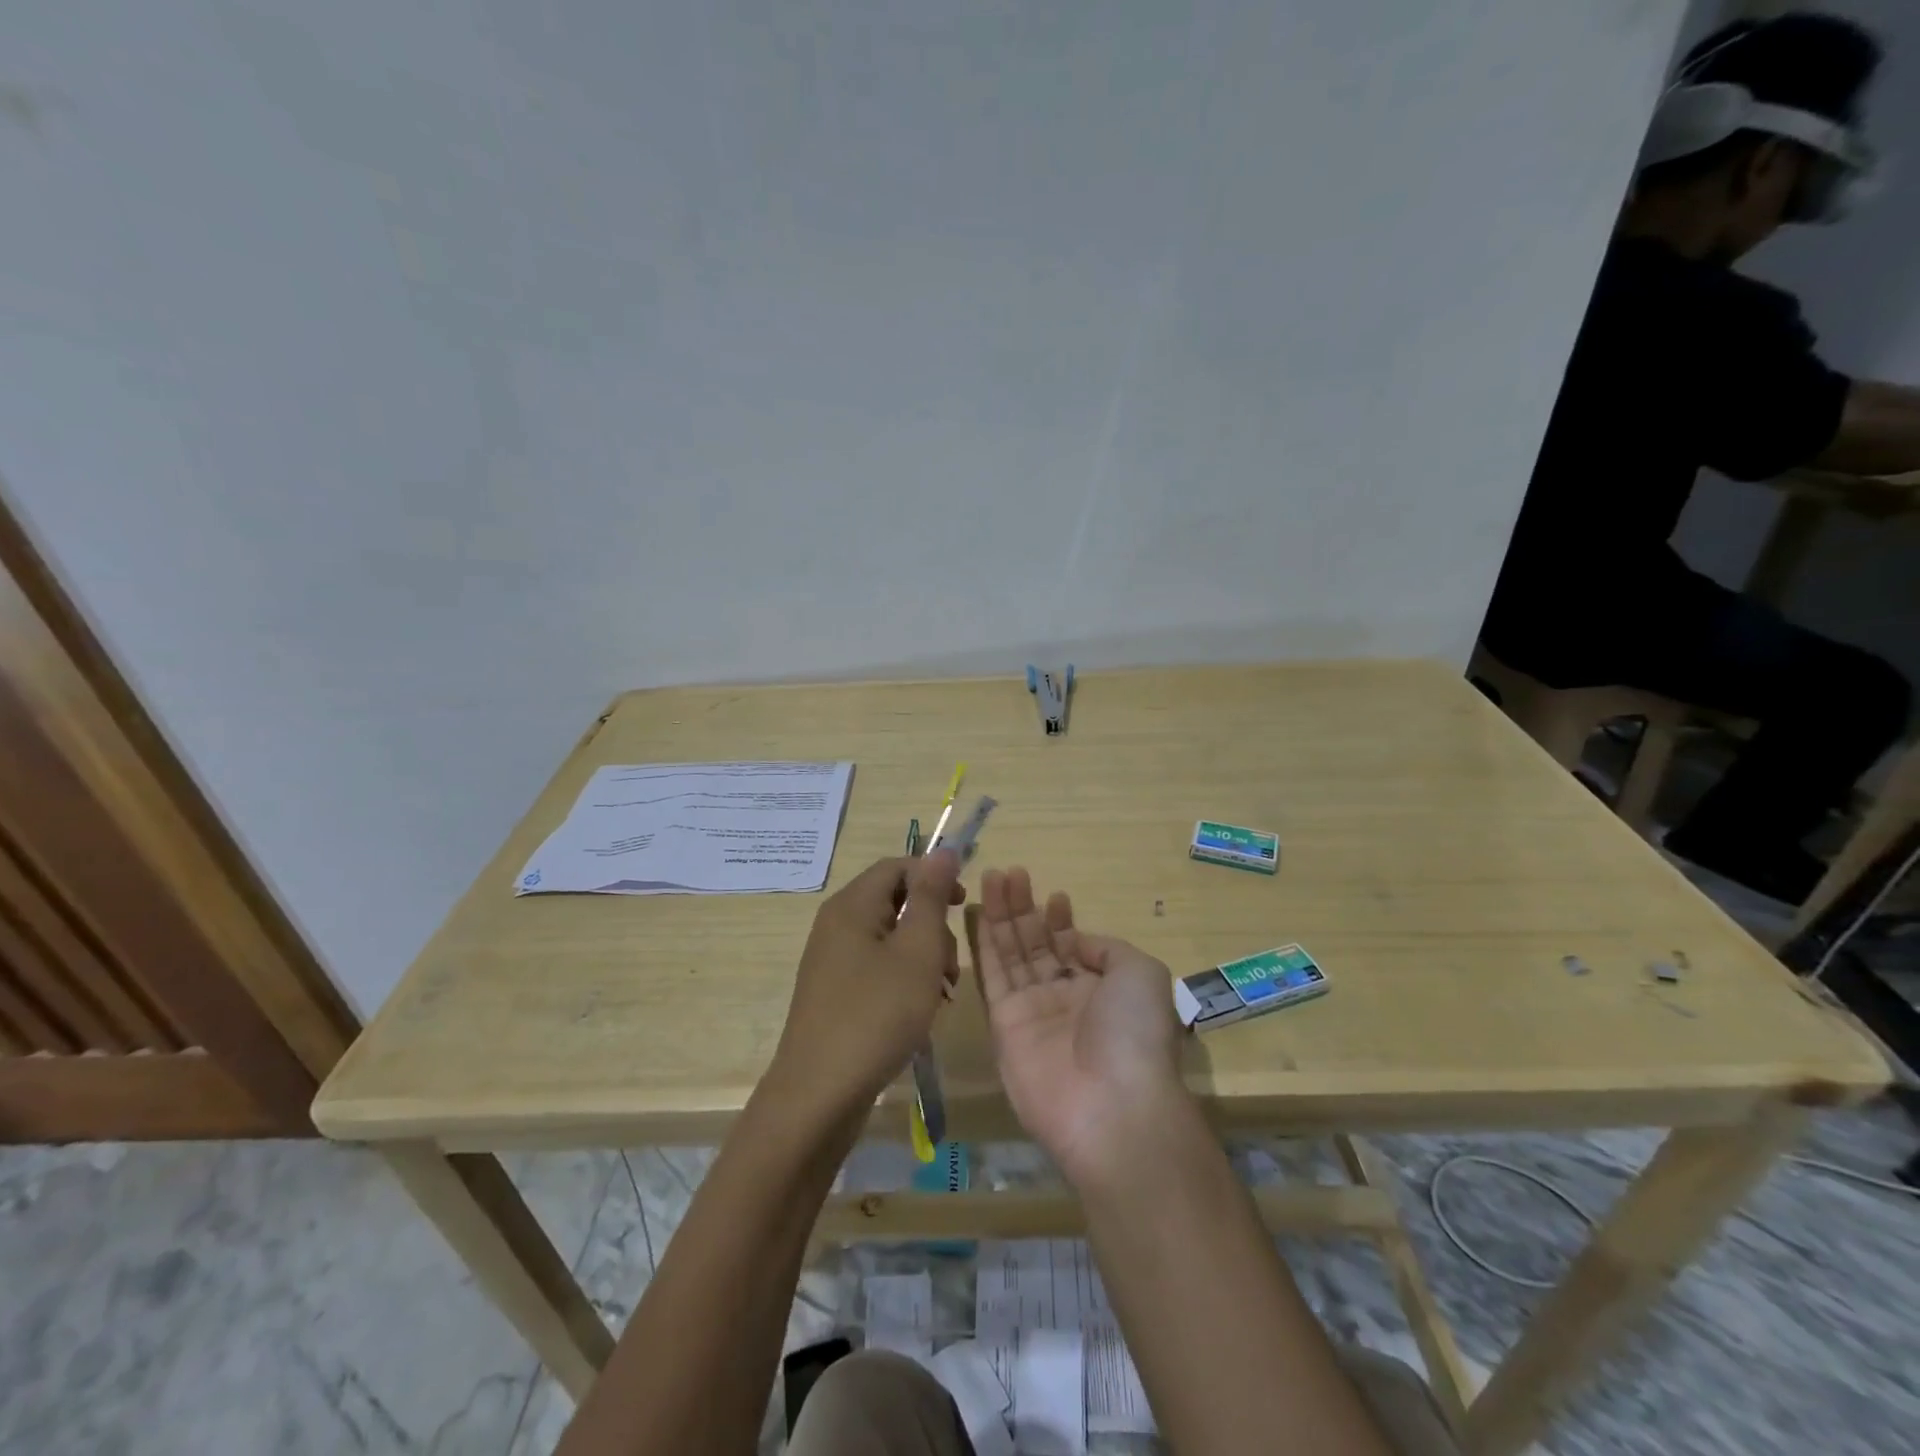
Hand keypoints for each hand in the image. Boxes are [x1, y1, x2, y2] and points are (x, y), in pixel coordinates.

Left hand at [768, 851, 966, 1123]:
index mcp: (852, 905)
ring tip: (941, 993)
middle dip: (932, 925)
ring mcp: (832, 960)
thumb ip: (930, 896)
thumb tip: (943, 850)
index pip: (898, 866)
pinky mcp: (835, 992)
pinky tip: (921, 1011)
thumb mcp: (916, 951)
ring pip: (890, 938)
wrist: (819, 1095)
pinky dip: (904, 979)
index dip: (934, 877)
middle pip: (895, 901)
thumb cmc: (876, 1015)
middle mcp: (837, 924)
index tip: (963, 907)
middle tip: (950, 964)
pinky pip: (877, 967)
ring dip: (923, 956)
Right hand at [974, 867, 1186, 1186]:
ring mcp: (1031, 1012)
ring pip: (1011, 954)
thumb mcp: (1141, 973)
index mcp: (1100, 989)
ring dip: (1002, 915)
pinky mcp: (1002, 1026)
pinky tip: (980, 913)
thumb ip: (1106, 948)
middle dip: (1023, 908)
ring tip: (993, 877)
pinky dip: (984, 944)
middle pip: (1036, 944)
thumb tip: (1075, 942)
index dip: (1060, 921)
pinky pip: (992, 976)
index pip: (1072, 947)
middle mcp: (1064, 998)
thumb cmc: (1134, 1032)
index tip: (1052, 896)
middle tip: (1008, 872)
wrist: (1111, 1105)